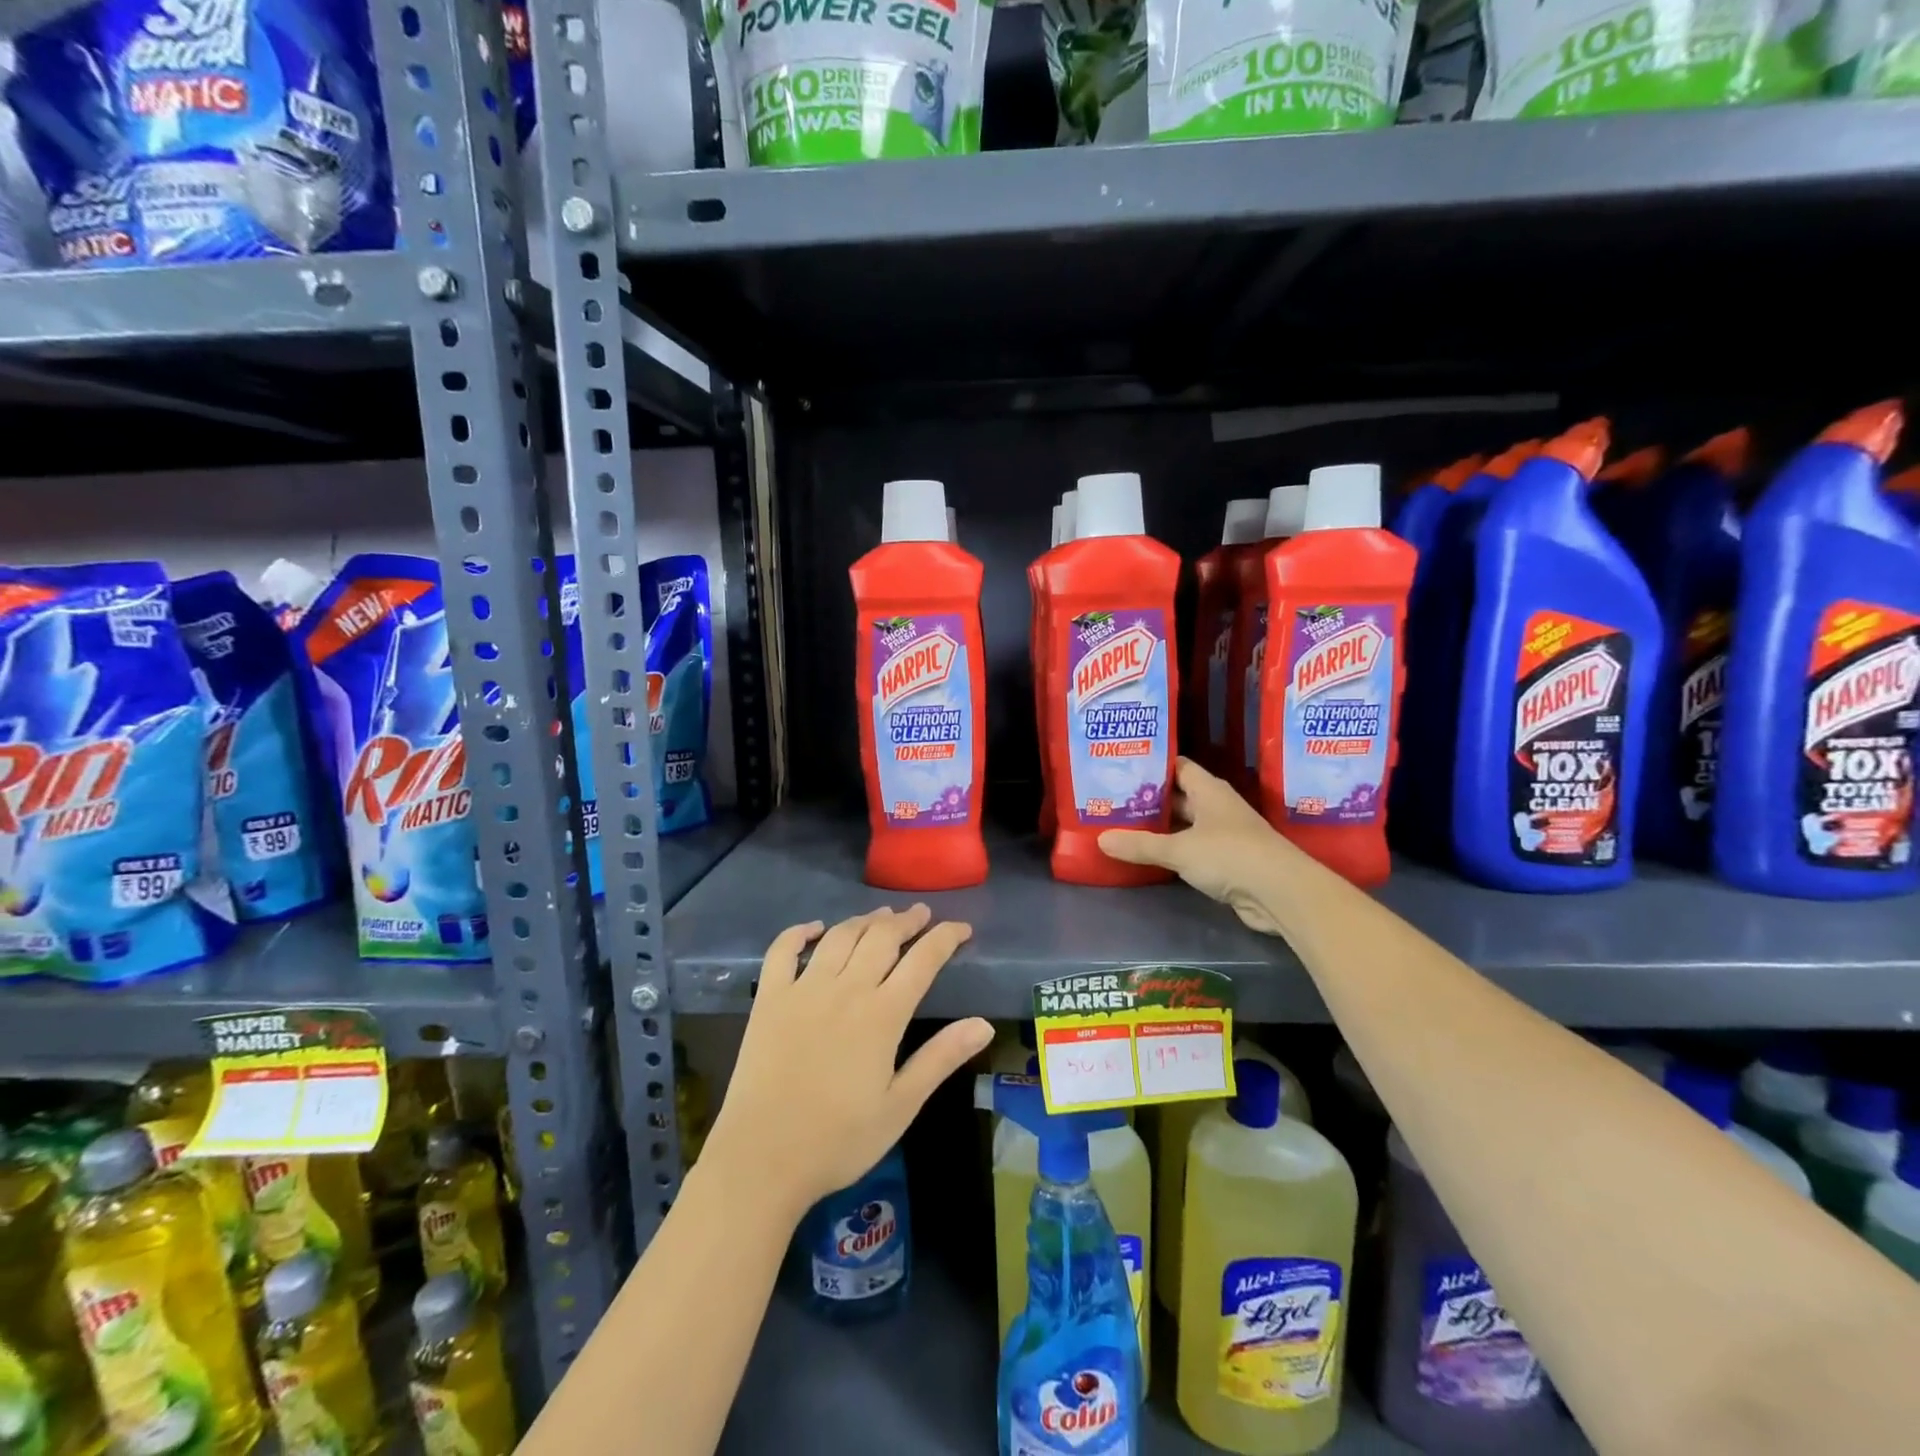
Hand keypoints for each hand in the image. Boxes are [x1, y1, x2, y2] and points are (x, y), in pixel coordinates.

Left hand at [702, 906, 991, 1220]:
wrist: (761, 1159)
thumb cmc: (838, 1140)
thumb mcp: (901, 1106)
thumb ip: (941, 1059)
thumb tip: (984, 1024)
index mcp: (882, 1015)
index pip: (923, 960)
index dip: (945, 937)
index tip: (962, 928)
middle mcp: (846, 989)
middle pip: (882, 937)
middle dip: (906, 920)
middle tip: (920, 914)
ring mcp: (804, 989)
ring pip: (840, 937)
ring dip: (864, 920)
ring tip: (881, 915)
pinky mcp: (769, 998)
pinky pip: (783, 951)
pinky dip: (800, 932)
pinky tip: (815, 928)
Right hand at [1098, 757, 1300, 935]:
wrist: (1280, 892)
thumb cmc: (1229, 855)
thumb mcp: (1179, 849)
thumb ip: (1140, 845)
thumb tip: (1101, 839)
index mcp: (1209, 790)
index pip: (1178, 766)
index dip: (1152, 765)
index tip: (1123, 768)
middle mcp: (1217, 807)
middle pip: (1179, 796)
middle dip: (1150, 798)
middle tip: (1114, 799)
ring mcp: (1224, 834)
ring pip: (1185, 824)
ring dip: (1161, 827)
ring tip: (1123, 825)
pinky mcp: (1227, 861)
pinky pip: (1192, 849)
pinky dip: (1173, 850)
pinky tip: (1149, 855)